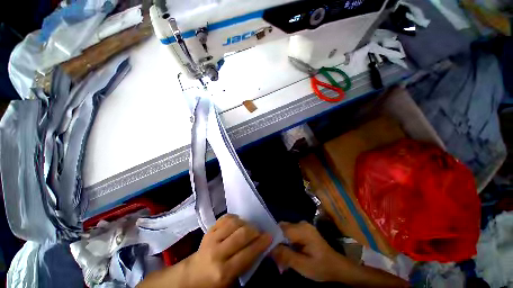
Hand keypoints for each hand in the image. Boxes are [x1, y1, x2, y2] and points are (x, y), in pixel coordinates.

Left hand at [138, 214, 271, 287]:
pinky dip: (235, 218)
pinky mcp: (209, 230)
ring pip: (234, 223)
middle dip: (254, 231)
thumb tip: (261, 247)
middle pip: (242, 234)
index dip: (261, 243)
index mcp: (224, 272)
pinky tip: (238, 223)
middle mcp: (217, 253)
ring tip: (248, 227)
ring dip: (245, 223)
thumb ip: (247, 265)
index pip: (247, 253)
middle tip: (259, 232)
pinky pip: (225, 217)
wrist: (192, 276)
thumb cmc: (214, 282)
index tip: (269, 237)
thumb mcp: (232, 281)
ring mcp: (211, 238)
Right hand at [271, 221, 347, 281]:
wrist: (338, 267)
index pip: (281, 229)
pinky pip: (290, 233)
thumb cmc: (322, 267)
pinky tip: (288, 255)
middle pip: (282, 229)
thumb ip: (286, 256)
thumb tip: (269, 249)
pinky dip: (286, 243)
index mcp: (302, 230)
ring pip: (284, 231)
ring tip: (281, 260)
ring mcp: (303, 226)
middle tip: (275, 259)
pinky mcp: (303, 230)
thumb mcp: (304, 266)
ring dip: (281, 244)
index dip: (272, 239)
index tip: (268, 251)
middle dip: (276, 242)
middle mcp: (301, 224)